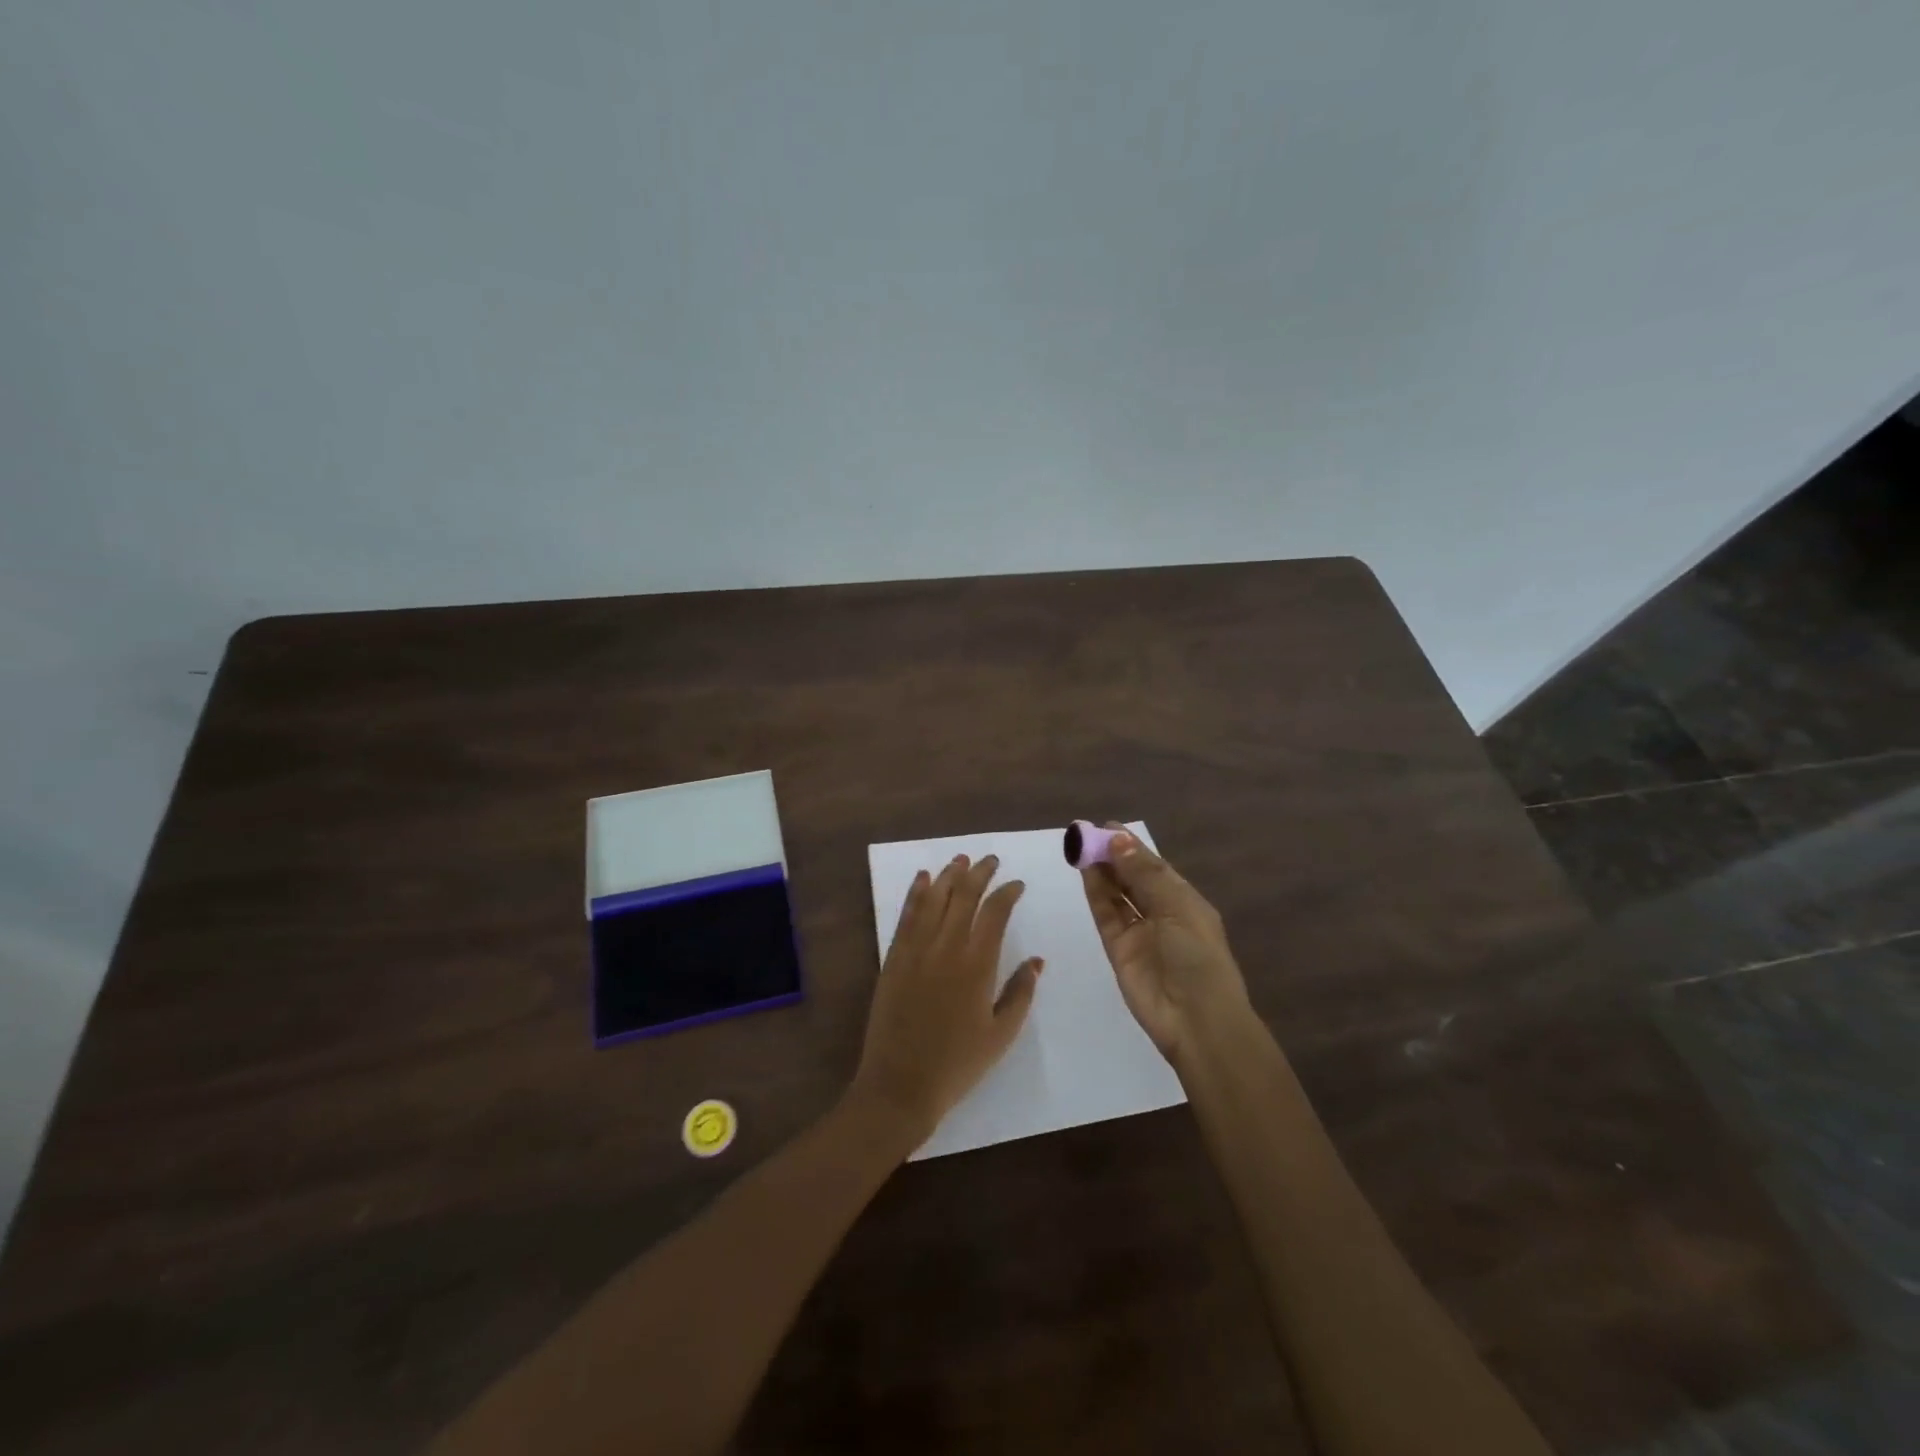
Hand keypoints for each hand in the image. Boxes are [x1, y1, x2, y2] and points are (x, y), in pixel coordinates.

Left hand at [851, 853, 1042, 1146]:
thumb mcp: (1001, 1034)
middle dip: (980, 873)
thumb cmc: (957, 1064)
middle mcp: (946, 947)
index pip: (995, 912)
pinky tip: (923, 878)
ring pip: (934, 898)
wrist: (900, 1085)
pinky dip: (917, 892)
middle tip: (990, 860)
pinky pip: (907, 915)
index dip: (1007, 892)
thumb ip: (1020, 992)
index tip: (1017, 884)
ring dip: (949, 875)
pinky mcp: (894, 957)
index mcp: (977, 965)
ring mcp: (916, 949)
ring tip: (961, 859)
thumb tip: (1037, 960)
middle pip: (964, 895)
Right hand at [1080, 829, 1251, 1066]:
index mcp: (1184, 901)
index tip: (1108, 826)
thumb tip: (1118, 839)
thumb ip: (1144, 874)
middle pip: (1132, 878)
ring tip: (1080, 846)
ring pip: (1116, 894)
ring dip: (1101, 871)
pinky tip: (1085, 871)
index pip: (1154, 867)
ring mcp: (1139, 932)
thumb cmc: (1197, 957)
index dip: (1132, 847)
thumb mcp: (1177, 908)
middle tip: (1087, 834)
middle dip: (1113, 856)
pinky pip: (1106, 915)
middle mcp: (1161, 913)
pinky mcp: (1119, 949)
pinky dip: (1095, 893)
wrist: (1196, 1020)